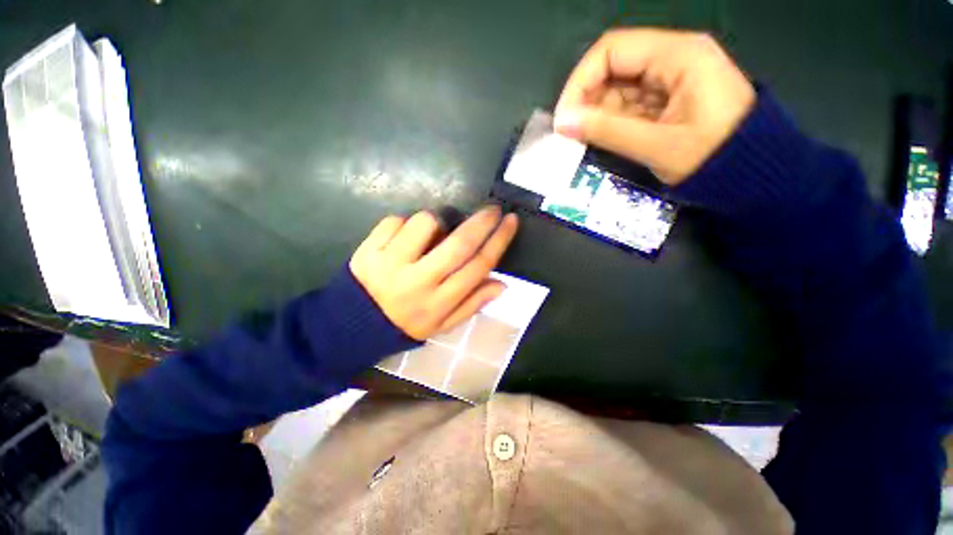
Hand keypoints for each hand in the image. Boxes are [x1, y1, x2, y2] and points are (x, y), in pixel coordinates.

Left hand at [349, 206, 517, 339]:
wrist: (353, 324)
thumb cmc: (406, 323)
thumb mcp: (442, 324)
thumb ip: (472, 303)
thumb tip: (502, 283)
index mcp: (439, 302)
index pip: (478, 267)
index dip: (499, 241)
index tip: (511, 222)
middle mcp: (418, 282)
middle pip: (458, 244)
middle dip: (481, 222)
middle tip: (493, 209)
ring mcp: (390, 264)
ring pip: (424, 223)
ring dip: (437, 222)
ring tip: (433, 234)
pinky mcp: (367, 250)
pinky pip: (394, 221)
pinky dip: (405, 224)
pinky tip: (404, 239)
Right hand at [554, 28, 755, 184]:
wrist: (754, 176)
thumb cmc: (713, 158)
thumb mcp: (657, 145)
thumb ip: (607, 131)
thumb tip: (563, 123)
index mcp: (677, 55)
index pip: (611, 50)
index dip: (580, 81)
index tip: (564, 117)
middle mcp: (673, 59)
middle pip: (613, 68)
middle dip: (586, 100)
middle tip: (569, 134)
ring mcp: (670, 80)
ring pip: (618, 89)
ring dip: (597, 114)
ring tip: (581, 141)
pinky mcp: (667, 101)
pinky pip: (629, 106)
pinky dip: (610, 122)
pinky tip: (599, 139)